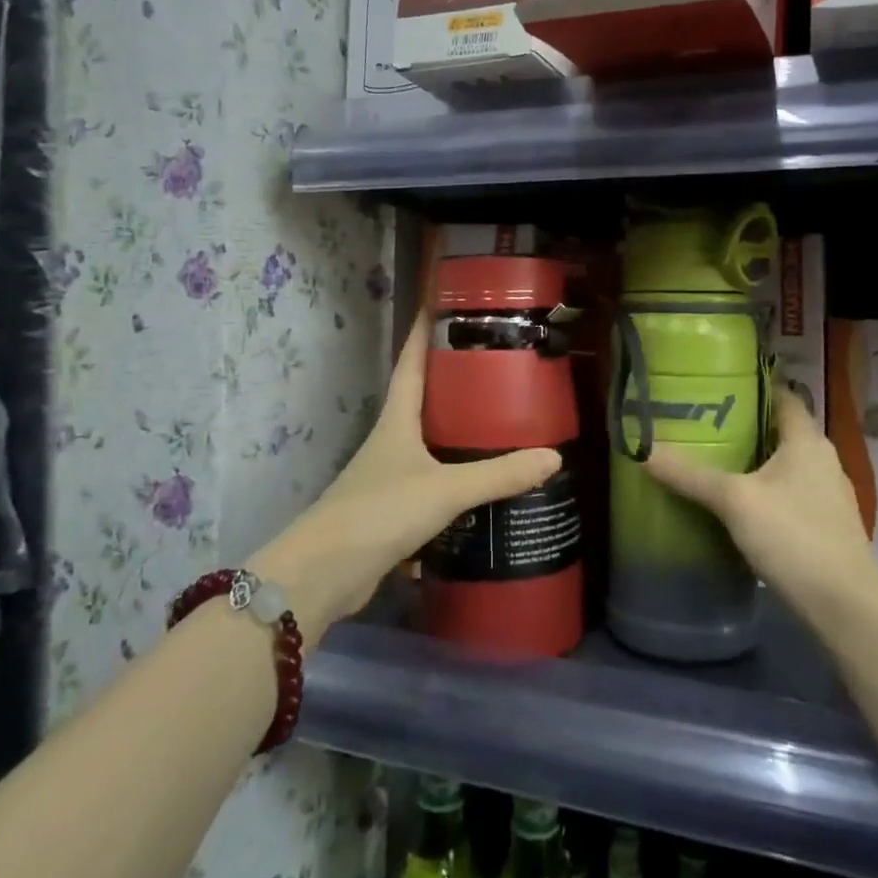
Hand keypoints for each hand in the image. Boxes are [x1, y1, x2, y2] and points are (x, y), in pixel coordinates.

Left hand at [248, 310, 560, 634]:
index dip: (424, 331)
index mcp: (397, 420)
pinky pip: (433, 484)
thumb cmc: (380, 512)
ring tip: (500, 421)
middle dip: (454, 381)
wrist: (323, 575)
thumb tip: (553, 458)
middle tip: (495, 364)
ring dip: (458, 432)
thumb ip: (498, 475)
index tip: (441, 302)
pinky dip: (456, 479)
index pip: (411, 363)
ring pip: (430, 443)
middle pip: (423, 399)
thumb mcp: (444, 490)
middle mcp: (391, 441)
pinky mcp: (394, 512)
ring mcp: (390, 477)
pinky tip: (483, 485)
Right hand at [644, 386, 877, 618]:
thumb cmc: (794, 537)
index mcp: (807, 440)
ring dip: (756, 461)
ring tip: (716, 462)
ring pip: (787, 465)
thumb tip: (645, 451)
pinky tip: (741, 506)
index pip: (784, 396)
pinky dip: (767, 491)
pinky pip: (792, 494)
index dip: (755, 387)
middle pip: (782, 430)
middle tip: (704, 424)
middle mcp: (823, 460)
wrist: (846, 606)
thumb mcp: (735, 502)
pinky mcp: (827, 526)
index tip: (719, 386)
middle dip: (747, 426)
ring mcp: (829, 495)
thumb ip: (691, 475)